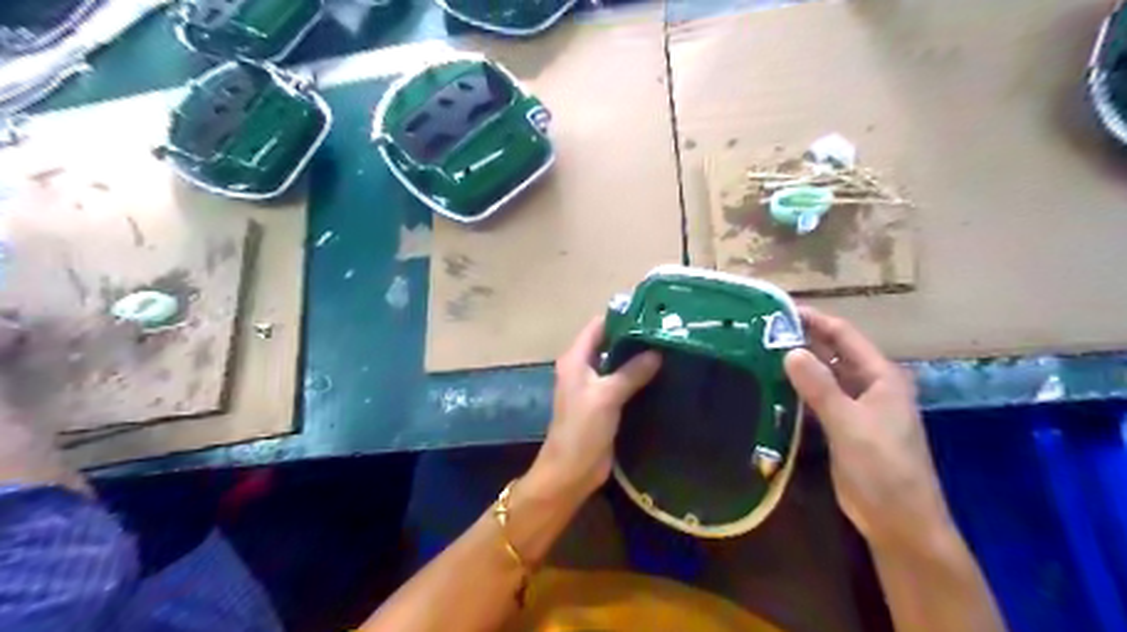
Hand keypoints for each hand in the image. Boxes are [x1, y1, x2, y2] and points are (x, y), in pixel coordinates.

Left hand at [528, 320, 662, 504]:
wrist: (571, 471)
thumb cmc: (582, 429)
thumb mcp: (606, 396)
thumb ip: (631, 372)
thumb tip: (657, 352)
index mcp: (575, 359)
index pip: (598, 326)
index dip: (621, 317)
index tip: (651, 313)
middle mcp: (583, 367)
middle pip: (609, 342)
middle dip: (634, 337)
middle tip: (667, 331)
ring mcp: (594, 386)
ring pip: (617, 363)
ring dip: (637, 357)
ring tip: (669, 348)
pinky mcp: (605, 403)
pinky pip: (622, 382)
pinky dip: (638, 376)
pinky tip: (662, 374)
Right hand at [785, 306, 958, 552]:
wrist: (899, 521)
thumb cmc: (882, 469)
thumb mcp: (850, 424)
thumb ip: (820, 387)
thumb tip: (789, 351)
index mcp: (880, 377)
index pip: (844, 336)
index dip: (814, 320)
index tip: (779, 310)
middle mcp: (868, 385)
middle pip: (832, 353)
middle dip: (802, 339)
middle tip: (762, 330)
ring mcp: (856, 407)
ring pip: (823, 376)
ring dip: (798, 364)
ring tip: (761, 352)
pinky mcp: (843, 426)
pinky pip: (818, 398)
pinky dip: (798, 390)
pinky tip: (773, 386)